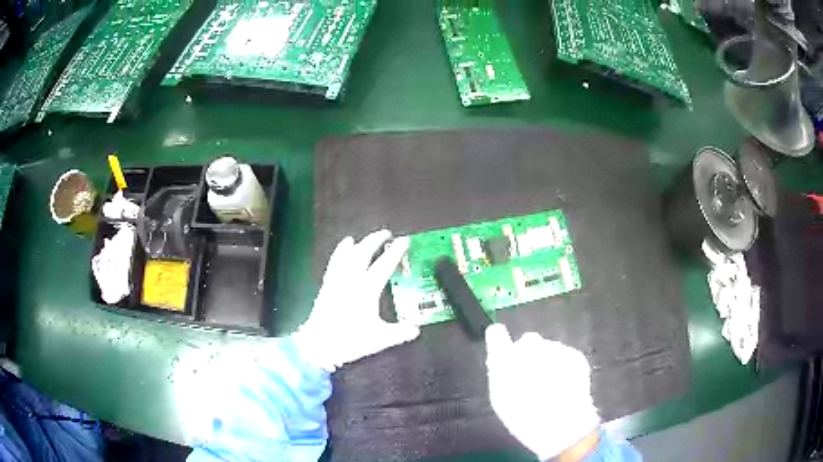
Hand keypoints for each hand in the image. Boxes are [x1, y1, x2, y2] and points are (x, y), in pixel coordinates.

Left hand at [295, 230, 420, 371]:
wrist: (319, 345)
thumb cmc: (350, 340)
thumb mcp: (379, 339)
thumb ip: (399, 333)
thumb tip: (416, 331)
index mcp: (367, 290)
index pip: (384, 265)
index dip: (395, 252)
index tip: (404, 240)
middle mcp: (352, 280)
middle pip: (364, 253)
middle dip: (375, 240)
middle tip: (386, 233)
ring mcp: (337, 281)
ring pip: (348, 255)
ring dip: (358, 244)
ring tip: (362, 238)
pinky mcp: (327, 285)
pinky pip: (335, 262)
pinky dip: (340, 251)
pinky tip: (343, 247)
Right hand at [485, 324, 599, 460]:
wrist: (562, 424)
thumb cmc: (524, 417)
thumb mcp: (501, 399)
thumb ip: (499, 374)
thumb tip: (500, 357)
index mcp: (505, 359)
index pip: (497, 335)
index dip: (498, 338)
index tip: (500, 342)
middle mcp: (530, 347)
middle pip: (528, 342)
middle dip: (529, 354)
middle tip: (531, 377)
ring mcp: (555, 349)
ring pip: (549, 349)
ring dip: (547, 361)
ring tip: (550, 386)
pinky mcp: (574, 355)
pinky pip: (565, 356)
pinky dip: (564, 366)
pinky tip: (564, 385)